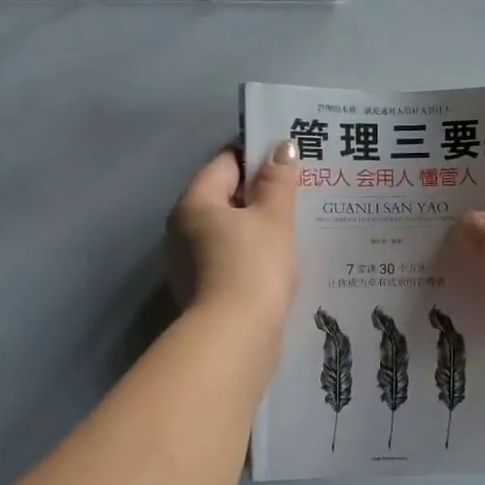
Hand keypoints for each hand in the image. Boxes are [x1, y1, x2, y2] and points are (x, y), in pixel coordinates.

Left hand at [168, 141, 299, 334]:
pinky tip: (280, 263)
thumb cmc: (254, 266)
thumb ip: (278, 181)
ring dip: (258, 228)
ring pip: (229, 232)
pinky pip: (231, 260)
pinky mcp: (203, 292)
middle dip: (261, 194)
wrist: (236, 336)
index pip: (226, 162)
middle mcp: (183, 229)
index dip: (258, 155)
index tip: (290, 159)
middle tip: (301, 193)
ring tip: (297, 229)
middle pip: (225, 198)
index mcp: (195, 203)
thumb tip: (282, 147)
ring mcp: (189, 264)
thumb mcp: (274, 218)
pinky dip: (253, 256)